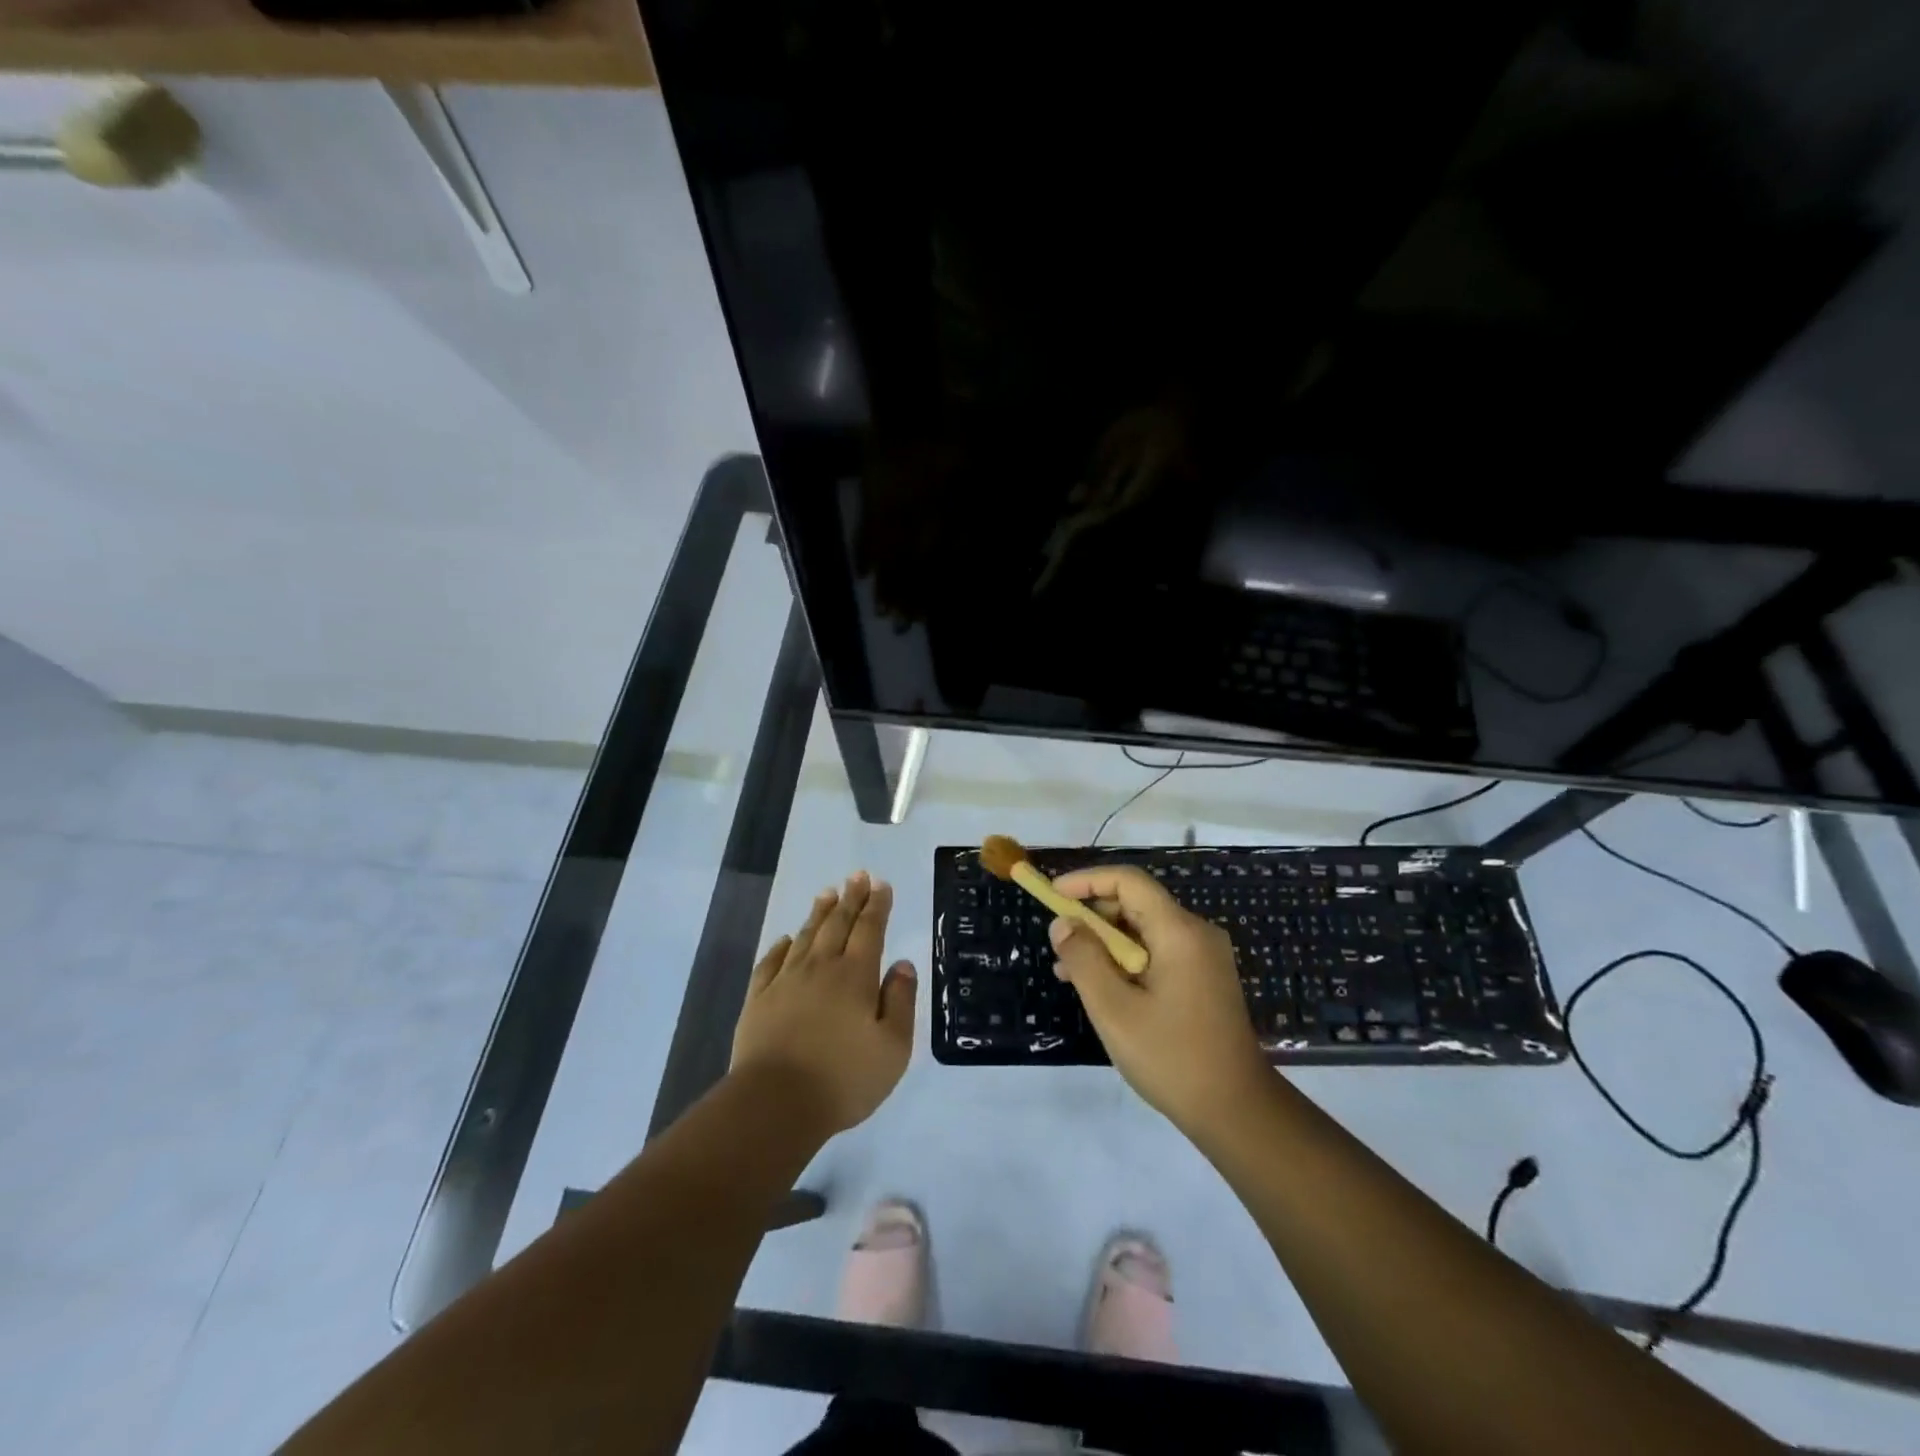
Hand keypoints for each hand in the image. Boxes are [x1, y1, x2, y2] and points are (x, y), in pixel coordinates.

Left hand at [732, 872, 917, 1134]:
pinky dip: (780, 947)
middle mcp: (820, 968)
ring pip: (805, 937)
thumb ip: (900, 1001)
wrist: (774, 1104)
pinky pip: (770, 962)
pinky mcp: (758, 1000)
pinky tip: (786, 939)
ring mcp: (785, 982)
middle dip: (850, 898)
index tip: (881, 884)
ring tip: (827, 894)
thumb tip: (903, 964)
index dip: (877, 905)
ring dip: (818, 913)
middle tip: (857, 876)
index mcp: (855, 976)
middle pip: (837, 924)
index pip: (870, 929)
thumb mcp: (893, 1047)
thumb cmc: (843, 1078)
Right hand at [1049, 865, 1269, 1131]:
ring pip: (1144, 930)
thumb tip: (1062, 923)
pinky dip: (1125, 960)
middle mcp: (1196, 934)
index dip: (1087, 881)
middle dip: (1092, 915)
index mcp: (1179, 932)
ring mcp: (1203, 957)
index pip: (1128, 881)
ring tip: (1067, 970)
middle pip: (1136, 903)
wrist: (1236, 1111)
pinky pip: (1157, 952)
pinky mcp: (1203, 978)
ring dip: (1105, 941)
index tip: (1053, 895)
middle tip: (1058, 941)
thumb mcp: (1114, 1009)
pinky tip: (1100, 987)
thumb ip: (1083, 959)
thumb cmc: (1171, 1057)